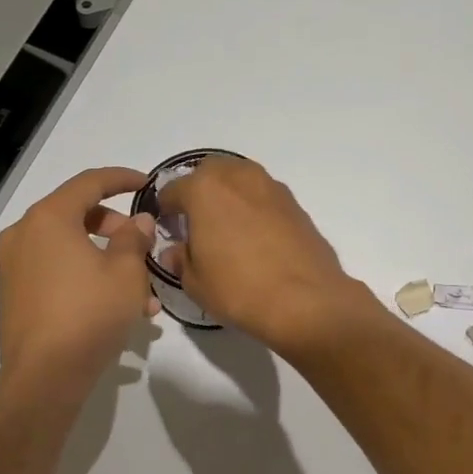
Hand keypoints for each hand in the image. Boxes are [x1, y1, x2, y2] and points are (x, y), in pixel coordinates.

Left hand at [0, 167, 157, 399]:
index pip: (89, 182)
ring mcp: (14, 266)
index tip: (146, 184)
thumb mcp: (127, 273)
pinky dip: (86, 277)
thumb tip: (139, 221)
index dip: (122, 179)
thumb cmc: (90, 314)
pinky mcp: (15, 295)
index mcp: (48, 219)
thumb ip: (135, 238)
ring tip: (143, 292)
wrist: (45, 378)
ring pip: (69, 248)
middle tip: (144, 246)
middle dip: (116, 228)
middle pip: (76, 215)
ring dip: (106, 260)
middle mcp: (24, 235)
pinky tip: (118, 308)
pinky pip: (57, 272)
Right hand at [157, 156, 375, 354]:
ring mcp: (272, 187)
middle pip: (210, 172)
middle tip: (197, 223)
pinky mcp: (296, 204)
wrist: (306, 301)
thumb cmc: (239, 289)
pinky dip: (255, 208)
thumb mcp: (195, 283)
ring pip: (241, 179)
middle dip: (199, 191)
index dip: (165, 210)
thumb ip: (180, 259)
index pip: (172, 190)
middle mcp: (238, 177)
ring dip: (230, 195)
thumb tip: (176, 251)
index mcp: (205, 189)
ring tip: (228, 229)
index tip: (167, 228)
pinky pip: (265, 197)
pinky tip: (256, 237)